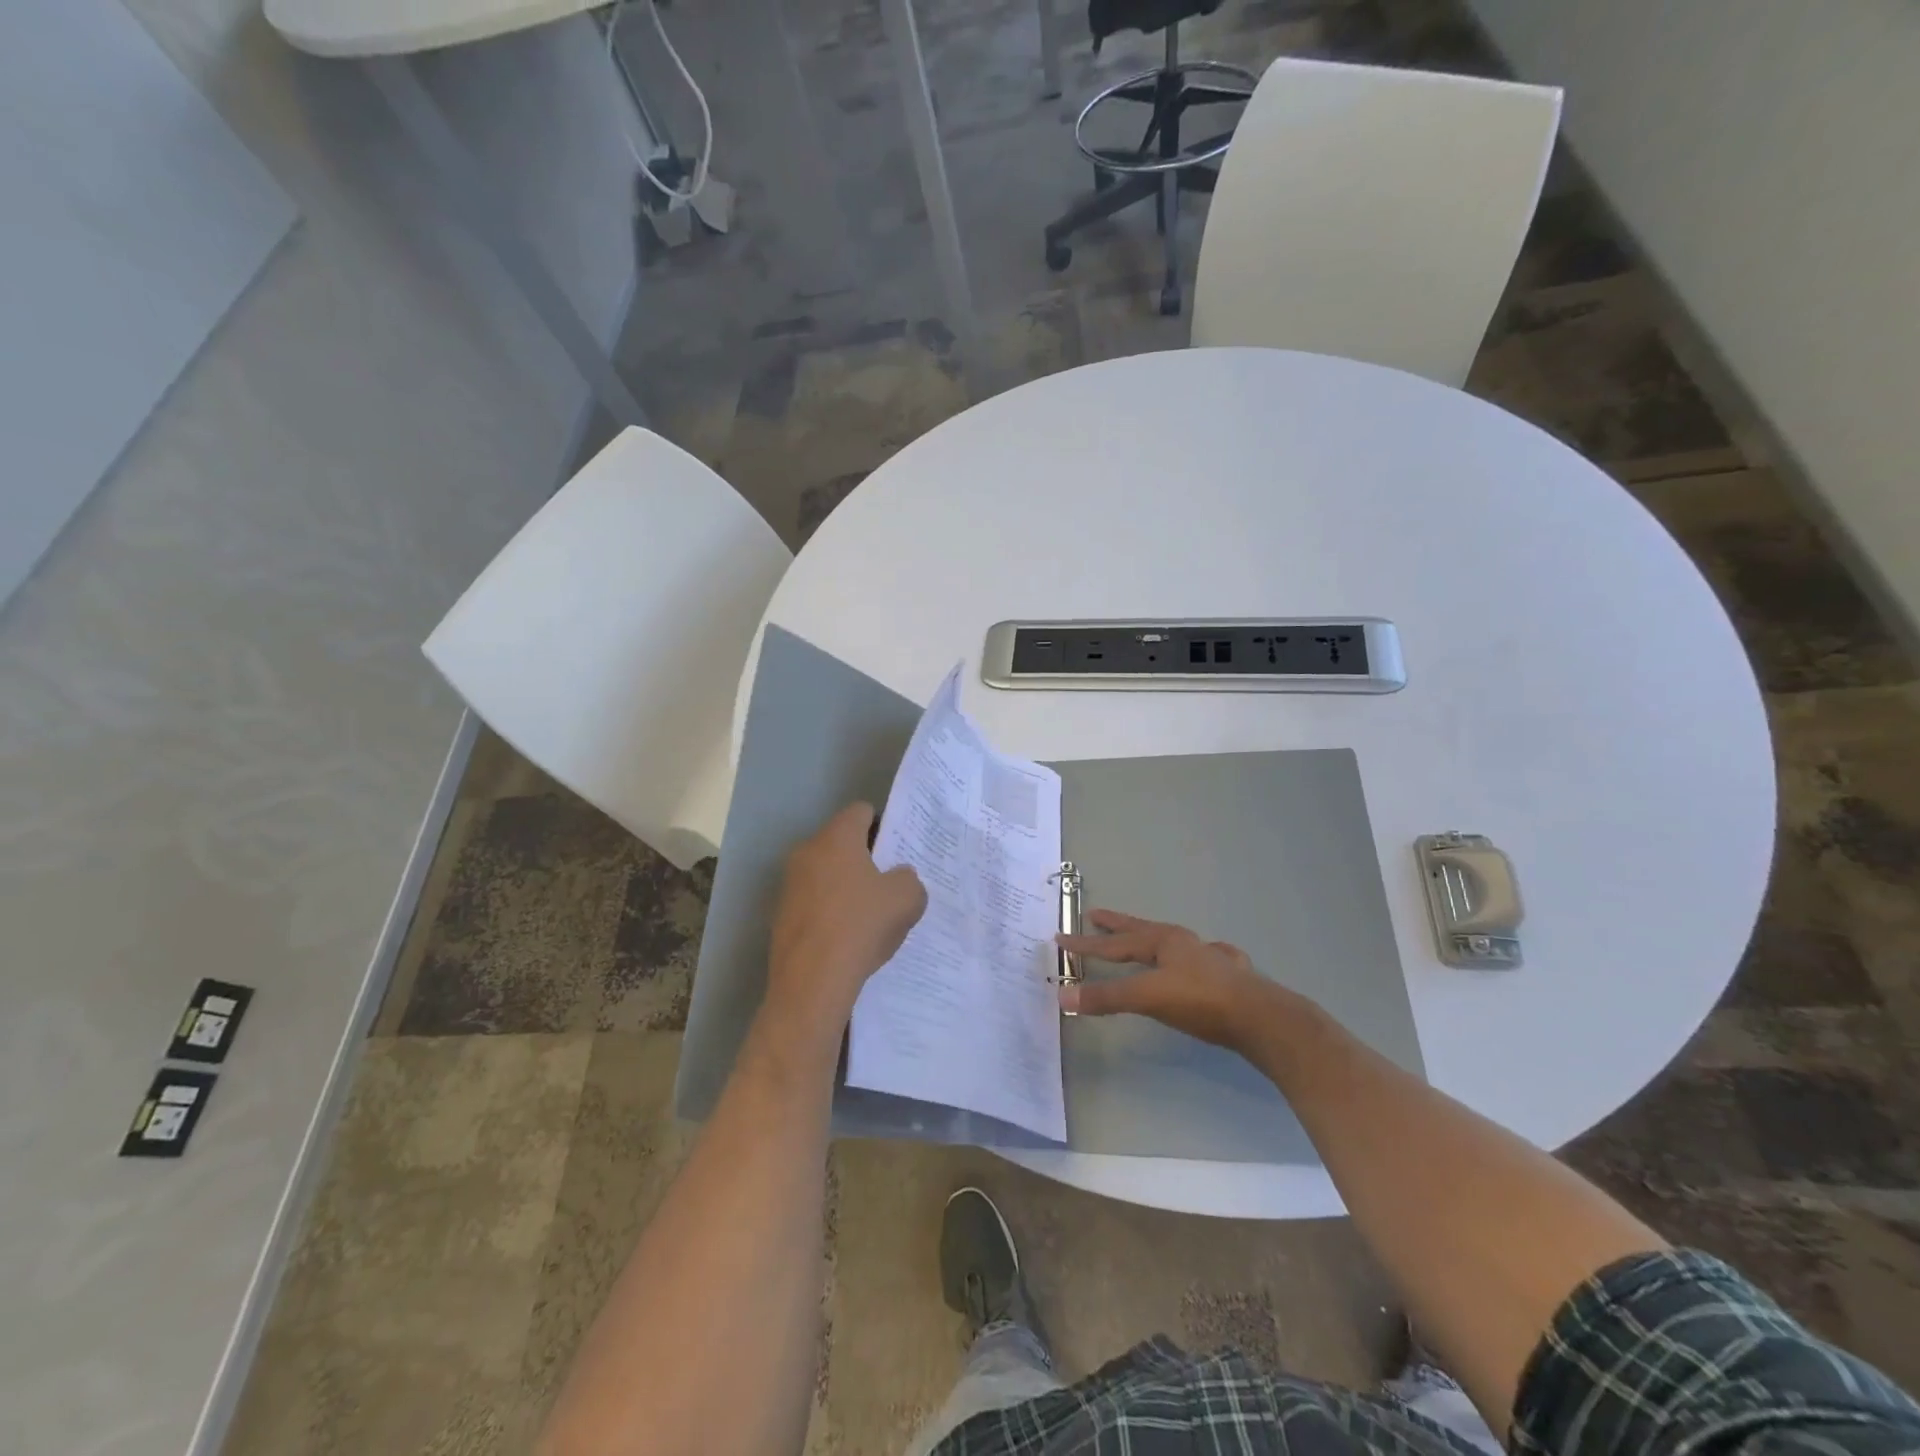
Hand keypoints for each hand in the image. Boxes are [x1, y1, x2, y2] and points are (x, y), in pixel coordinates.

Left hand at [766, 803, 926, 1039]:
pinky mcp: (781, 914)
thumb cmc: (861, 926)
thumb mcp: (907, 899)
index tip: (898, 848)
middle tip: (889, 880)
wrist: (811, 982)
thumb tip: (899, 878)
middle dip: (865, 857)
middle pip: (841, 842)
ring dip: (846, 885)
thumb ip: (909, 879)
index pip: (860, 811)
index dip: (883, 824)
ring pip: (826, 872)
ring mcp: (789, 884)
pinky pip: (813, 901)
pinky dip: (830, 910)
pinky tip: (848, 936)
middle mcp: (807, 851)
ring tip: (870, 913)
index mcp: (836, 837)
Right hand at [1056, 909, 1288, 1052]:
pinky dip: (1196, 956)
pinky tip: (1207, 956)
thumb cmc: (1200, 1000)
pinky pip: (1205, 959)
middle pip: (1143, 931)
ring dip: (1152, 940)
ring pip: (1174, 943)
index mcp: (1163, 941)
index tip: (1061, 938)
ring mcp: (1210, 958)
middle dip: (1118, 926)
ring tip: (1144, 939)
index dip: (1086, 944)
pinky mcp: (1230, 978)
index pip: (1115, 943)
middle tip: (1096, 916)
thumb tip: (1063, 996)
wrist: (1261, 1018)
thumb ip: (1106, 996)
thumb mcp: (1147, 996)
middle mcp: (1186, 943)